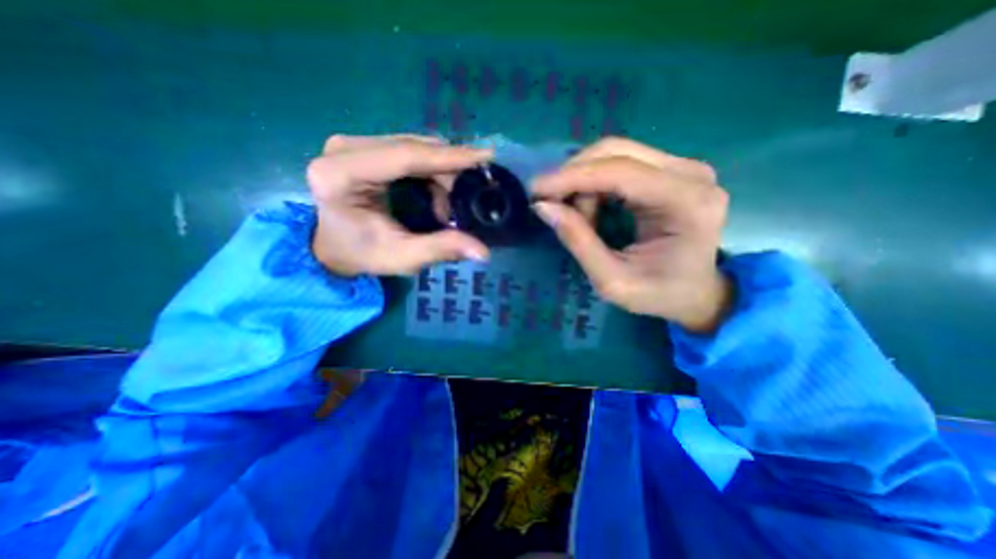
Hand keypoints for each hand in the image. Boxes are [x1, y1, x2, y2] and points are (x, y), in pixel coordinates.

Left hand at [304, 134, 488, 273]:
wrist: (334, 247)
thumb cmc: (363, 254)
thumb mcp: (402, 257)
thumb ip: (440, 250)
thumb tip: (482, 251)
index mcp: (341, 174)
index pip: (405, 156)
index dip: (448, 156)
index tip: (485, 156)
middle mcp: (343, 149)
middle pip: (412, 147)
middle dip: (448, 169)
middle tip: (468, 196)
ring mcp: (353, 144)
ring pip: (414, 146)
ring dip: (440, 172)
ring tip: (447, 205)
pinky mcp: (363, 147)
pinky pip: (409, 150)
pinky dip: (430, 170)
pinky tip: (436, 193)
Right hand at [529, 137, 730, 332]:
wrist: (697, 293)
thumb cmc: (659, 295)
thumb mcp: (612, 281)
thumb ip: (579, 242)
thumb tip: (543, 207)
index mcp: (686, 204)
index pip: (620, 172)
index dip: (572, 177)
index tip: (535, 190)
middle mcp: (691, 174)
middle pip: (616, 152)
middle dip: (574, 176)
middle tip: (550, 204)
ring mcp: (684, 167)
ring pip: (616, 154)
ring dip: (584, 181)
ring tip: (578, 217)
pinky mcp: (672, 170)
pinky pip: (621, 163)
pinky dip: (595, 182)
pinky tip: (591, 207)